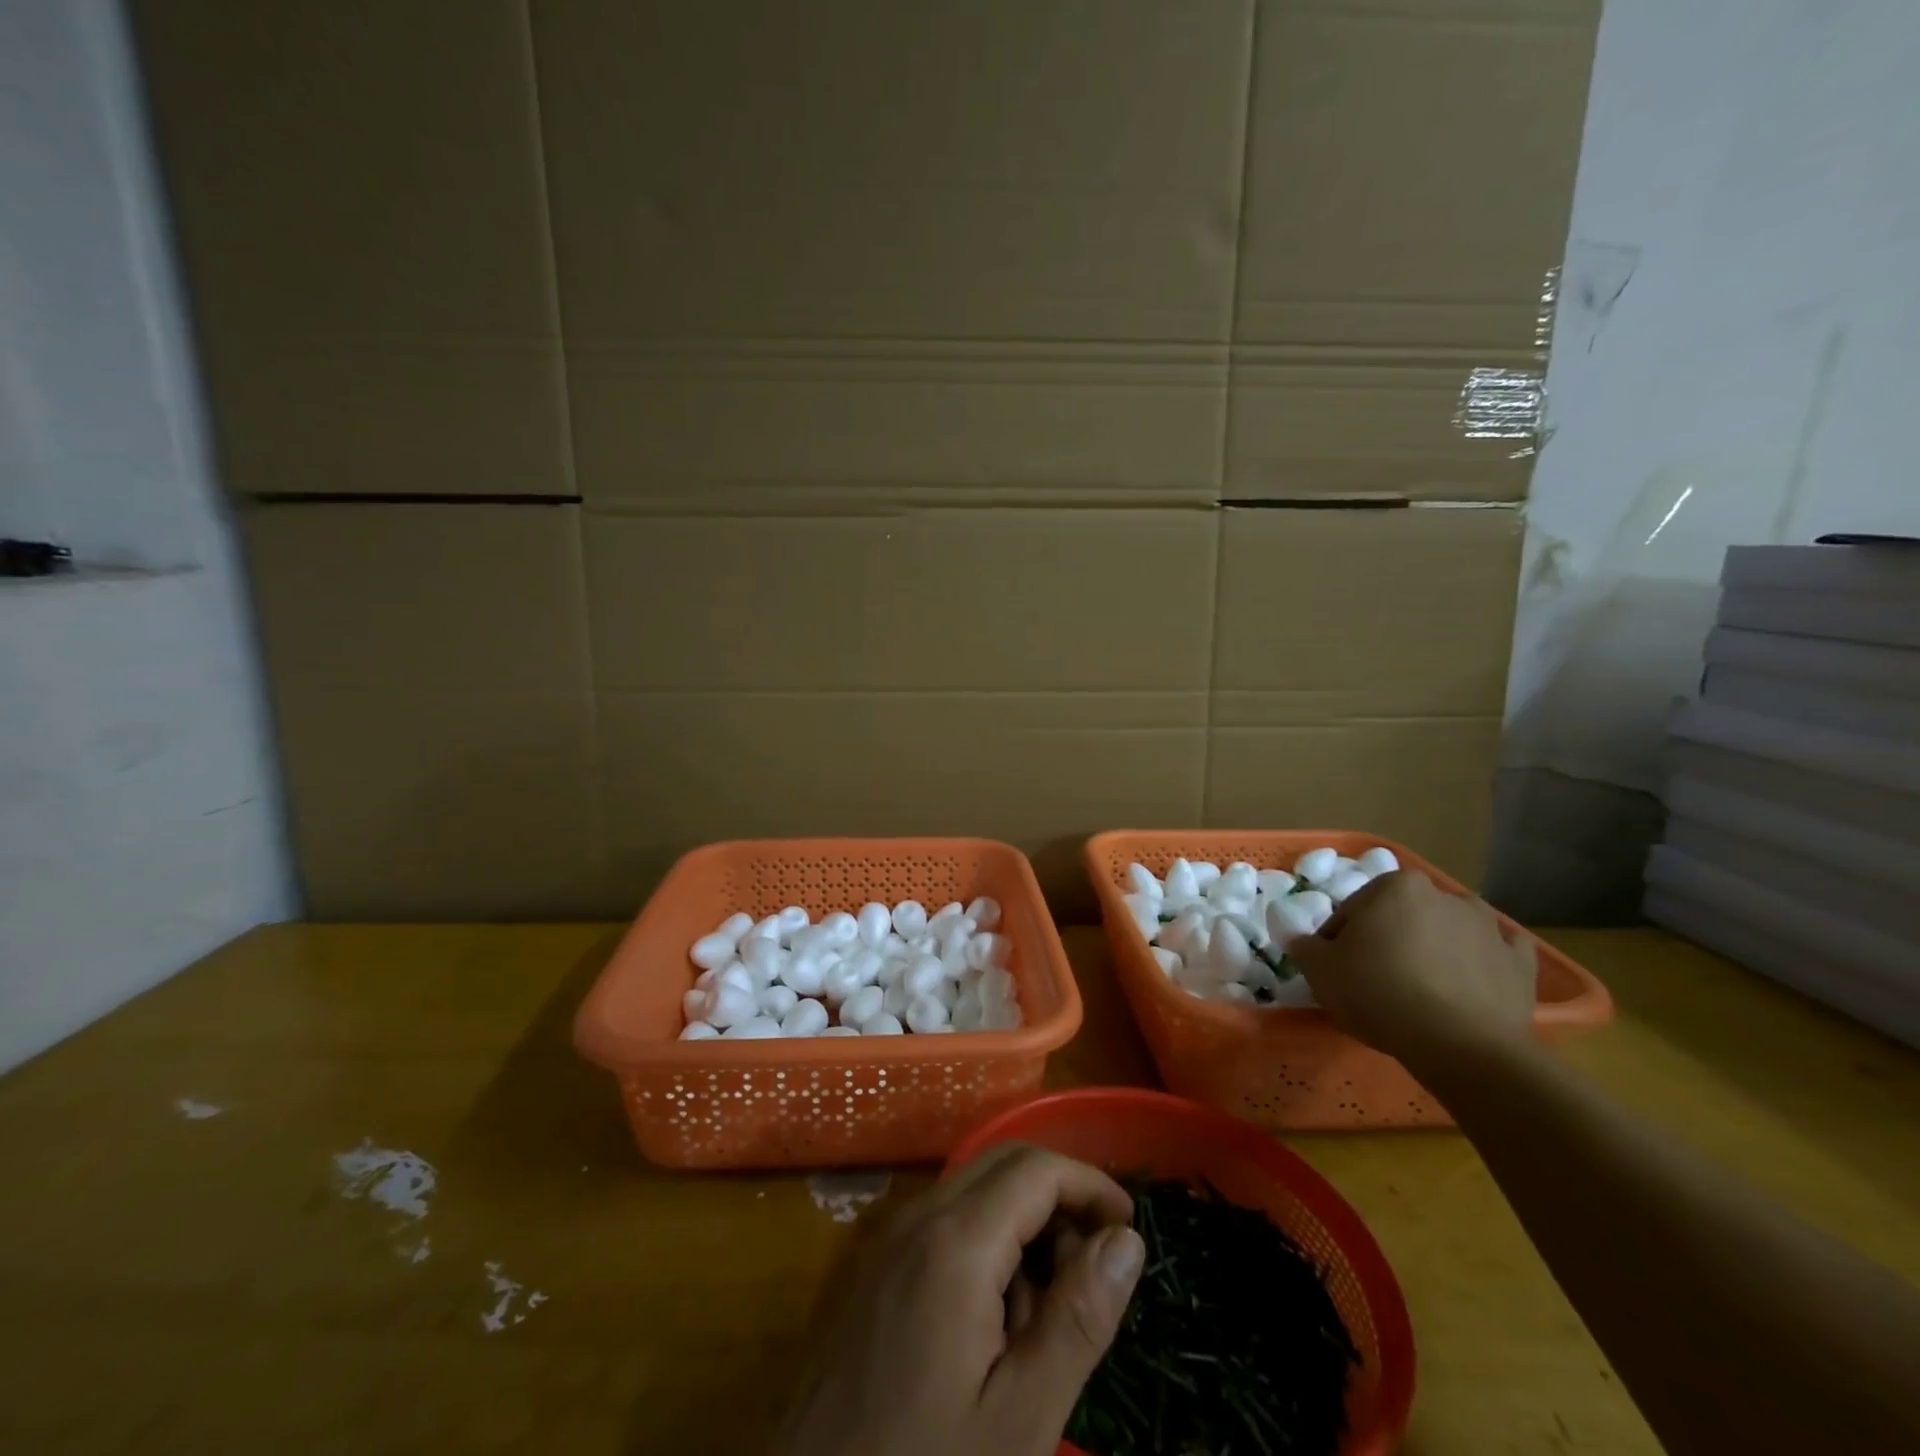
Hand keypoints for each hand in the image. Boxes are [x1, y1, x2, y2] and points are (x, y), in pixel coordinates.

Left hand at [776, 1144, 1145, 1455]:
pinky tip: (992, 1328)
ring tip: (1042, 1320)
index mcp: (955, 1239)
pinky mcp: (873, 1269)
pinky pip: (942, 1226)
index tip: (1131, 1228)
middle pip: (1004, 1166)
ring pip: (974, 1194)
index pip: (1036, 1169)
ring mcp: (887, 1239)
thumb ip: (1078, 1319)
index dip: (1091, 1185)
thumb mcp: (1019, 1419)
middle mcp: (917, 1217)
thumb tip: (1127, 1239)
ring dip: (1022, 1228)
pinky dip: (985, 1247)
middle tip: (1095, 1268)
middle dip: (1059, 1199)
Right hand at [1282, 870, 1537, 1073]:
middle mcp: (1444, 894)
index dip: (1339, 940)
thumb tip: (1299, 939)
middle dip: (1389, 939)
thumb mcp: (1321, 972)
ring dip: (1435, 947)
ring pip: (1448, 931)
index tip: (1337, 969)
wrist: (1462, 1046)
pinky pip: (1494, 955)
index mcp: (1395, 887)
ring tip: (1422, 988)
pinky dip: (1481, 964)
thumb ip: (1304, 947)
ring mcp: (1489, 927)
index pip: (1353, 910)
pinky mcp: (1520, 963)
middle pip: (1402, 916)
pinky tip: (1467, 987)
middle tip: (1375, 979)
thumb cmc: (1380, 995)